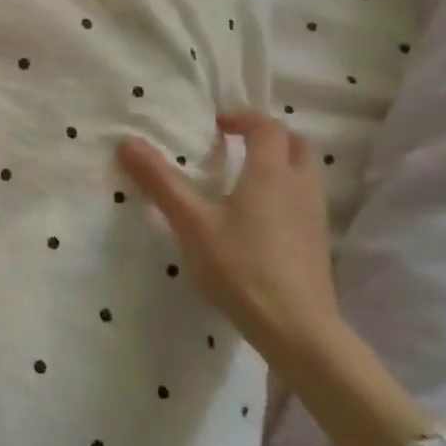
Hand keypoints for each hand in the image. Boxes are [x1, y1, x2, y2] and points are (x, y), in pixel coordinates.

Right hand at [119, 112, 431, 445]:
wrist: (297, 327)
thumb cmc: (240, 266)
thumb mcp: (191, 222)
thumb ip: (160, 181)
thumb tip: (127, 142)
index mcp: (270, 173)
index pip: (266, 128)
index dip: (243, 118)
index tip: (217, 125)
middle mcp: (299, 186)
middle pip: (296, 144)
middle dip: (269, 135)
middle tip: (238, 143)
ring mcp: (314, 216)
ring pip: (306, 173)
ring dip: (281, 163)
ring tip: (247, 178)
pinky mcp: (318, 243)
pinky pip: (306, 200)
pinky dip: (286, 192)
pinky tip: (260, 218)